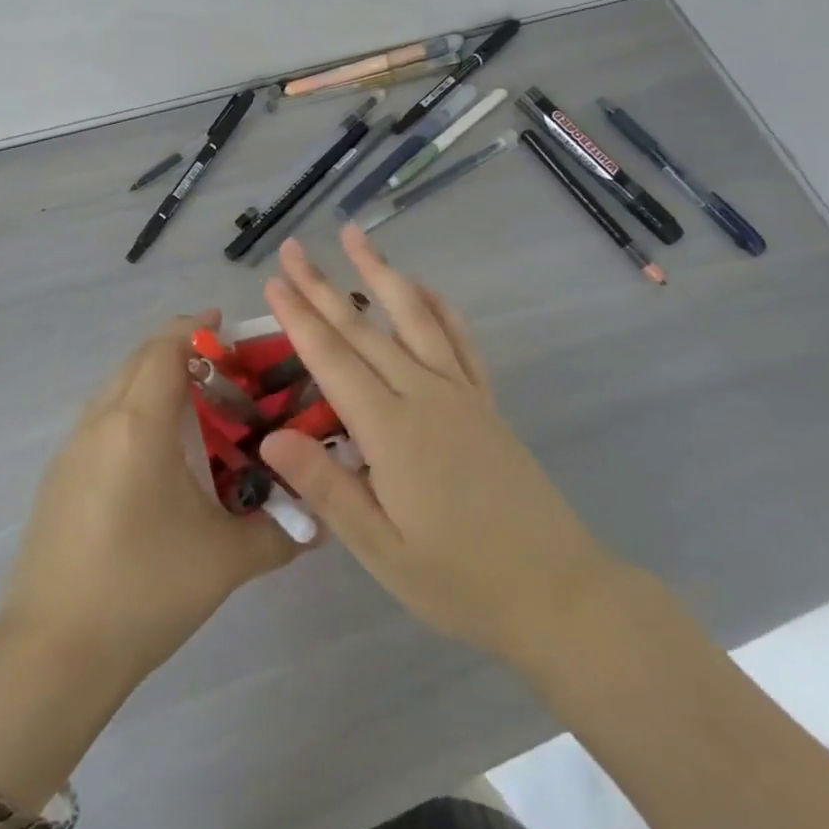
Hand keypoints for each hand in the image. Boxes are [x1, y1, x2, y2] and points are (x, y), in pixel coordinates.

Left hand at [0, 312, 300, 697]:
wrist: (52, 654)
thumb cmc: (144, 590)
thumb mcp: (225, 560)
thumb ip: (280, 532)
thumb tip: (321, 521)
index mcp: (138, 425)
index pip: (165, 350)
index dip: (195, 329)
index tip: (225, 325)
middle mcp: (99, 422)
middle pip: (137, 360)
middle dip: (177, 349)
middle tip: (221, 367)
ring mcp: (71, 449)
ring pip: (114, 388)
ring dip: (150, 379)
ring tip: (192, 405)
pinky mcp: (57, 478)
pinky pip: (99, 419)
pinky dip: (130, 410)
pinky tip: (155, 453)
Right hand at [259, 225, 616, 671]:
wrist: (557, 592)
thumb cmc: (458, 579)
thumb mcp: (380, 550)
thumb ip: (326, 487)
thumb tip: (272, 435)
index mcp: (391, 430)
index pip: (332, 360)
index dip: (299, 318)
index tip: (273, 281)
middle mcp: (424, 395)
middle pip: (363, 329)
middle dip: (323, 286)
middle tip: (293, 248)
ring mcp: (460, 392)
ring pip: (413, 317)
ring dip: (382, 273)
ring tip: (355, 236)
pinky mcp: (485, 401)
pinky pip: (460, 340)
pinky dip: (439, 306)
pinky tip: (423, 287)